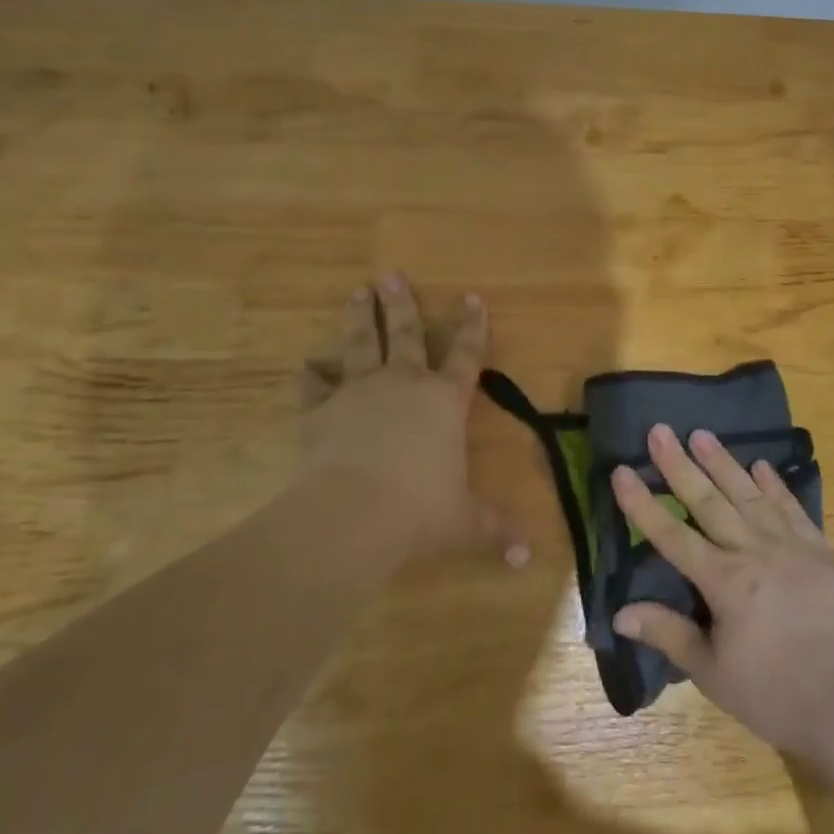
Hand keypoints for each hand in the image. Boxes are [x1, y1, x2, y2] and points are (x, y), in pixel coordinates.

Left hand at [292, 273, 525, 567]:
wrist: (352, 514)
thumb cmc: (421, 510)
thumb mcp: (464, 523)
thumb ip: (495, 532)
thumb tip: (527, 559)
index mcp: (444, 401)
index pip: (466, 354)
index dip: (472, 326)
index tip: (472, 297)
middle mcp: (403, 385)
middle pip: (404, 334)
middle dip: (400, 304)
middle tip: (391, 274)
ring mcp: (359, 393)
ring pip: (359, 344)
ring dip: (359, 317)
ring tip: (357, 291)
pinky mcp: (321, 411)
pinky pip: (314, 387)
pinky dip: (310, 377)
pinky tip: (305, 366)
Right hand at [610, 425, 833, 766]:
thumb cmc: (775, 693)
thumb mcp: (713, 673)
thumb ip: (669, 635)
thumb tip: (622, 613)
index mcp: (722, 580)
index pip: (671, 534)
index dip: (642, 504)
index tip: (621, 470)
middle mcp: (751, 550)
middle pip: (707, 500)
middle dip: (679, 465)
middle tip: (660, 430)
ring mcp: (788, 545)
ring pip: (748, 493)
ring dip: (723, 462)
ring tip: (702, 434)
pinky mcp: (819, 550)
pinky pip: (791, 507)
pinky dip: (775, 485)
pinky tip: (762, 466)